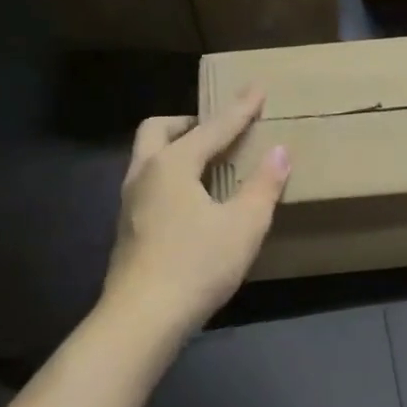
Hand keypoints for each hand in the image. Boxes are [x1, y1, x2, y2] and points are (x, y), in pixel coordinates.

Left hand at [103, 88, 290, 334]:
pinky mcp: (127, 229)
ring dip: (175, 150)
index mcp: (172, 165)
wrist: (142, 318)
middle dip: (188, 122)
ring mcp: (129, 203)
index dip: (239, 110)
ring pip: (148, 158)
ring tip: (207, 164)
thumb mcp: (244, 225)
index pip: (212, 128)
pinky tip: (191, 202)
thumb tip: (280, 151)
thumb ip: (264, 185)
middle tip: (215, 130)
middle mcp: (144, 175)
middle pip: (158, 130)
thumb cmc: (198, 265)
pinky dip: (170, 177)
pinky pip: (148, 184)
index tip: (256, 88)